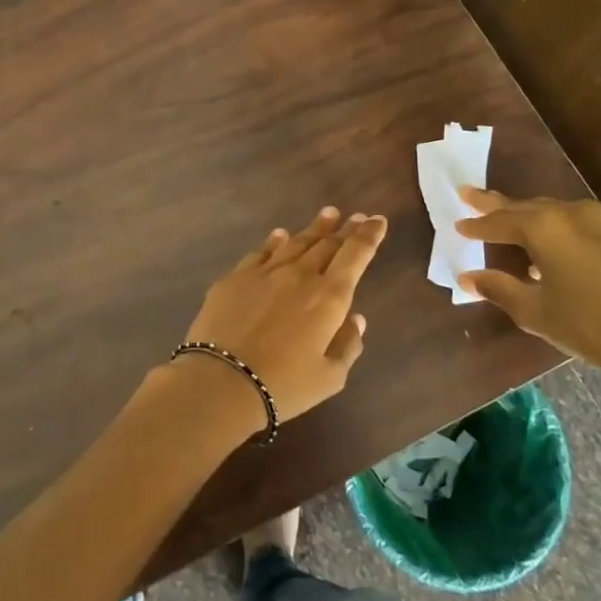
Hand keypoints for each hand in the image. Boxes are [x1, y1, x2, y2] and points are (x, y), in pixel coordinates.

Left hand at [170, 206, 387, 436]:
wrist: (222, 379)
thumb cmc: (284, 385)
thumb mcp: (330, 377)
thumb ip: (347, 345)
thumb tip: (355, 318)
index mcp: (329, 297)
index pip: (355, 255)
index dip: (369, 235)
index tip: (377, 220)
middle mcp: (300, 275)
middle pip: (327, 244)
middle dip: (345, 229)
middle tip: (355, 217)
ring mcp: (265, 272)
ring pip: (295, 242)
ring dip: (314, 228)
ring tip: (327, 215)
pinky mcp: (236, 277)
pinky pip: (261, 251)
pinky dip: (275, 241)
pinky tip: (280, 235)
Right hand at [454, 190, 600, 430]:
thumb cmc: (589, 328)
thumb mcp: (535, 311)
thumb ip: (498, 288)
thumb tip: (467, 277)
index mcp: (545, 227)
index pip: (500, 220)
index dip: (477, 224)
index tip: (458, 223)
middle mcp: (576, 213)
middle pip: (529, 206)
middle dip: (500, 206)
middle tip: (473, 197)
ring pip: (562, 212)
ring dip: (537, 218)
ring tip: (520, 226)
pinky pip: (592, 225)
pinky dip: (571, 231)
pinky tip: (570, 250)